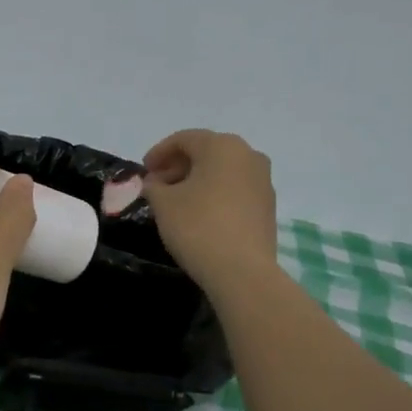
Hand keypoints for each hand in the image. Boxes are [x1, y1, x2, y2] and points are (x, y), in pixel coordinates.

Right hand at [142, 130, 278, 295]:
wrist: (242, 271)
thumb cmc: (198, 226)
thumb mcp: (163, 203)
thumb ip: (154, 186)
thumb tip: (156, 183)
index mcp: (222, 146)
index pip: (184, 139)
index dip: (159, 153)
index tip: (143, 171)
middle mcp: (248, 155)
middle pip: (206, 152)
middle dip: (178, 166)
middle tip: (156, 186)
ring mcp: (263, 180)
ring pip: (222, 171)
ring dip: (197, 180)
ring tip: (175, 201)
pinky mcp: (268, 205)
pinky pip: (235, 189)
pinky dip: (215, 193)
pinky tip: (200, 213)